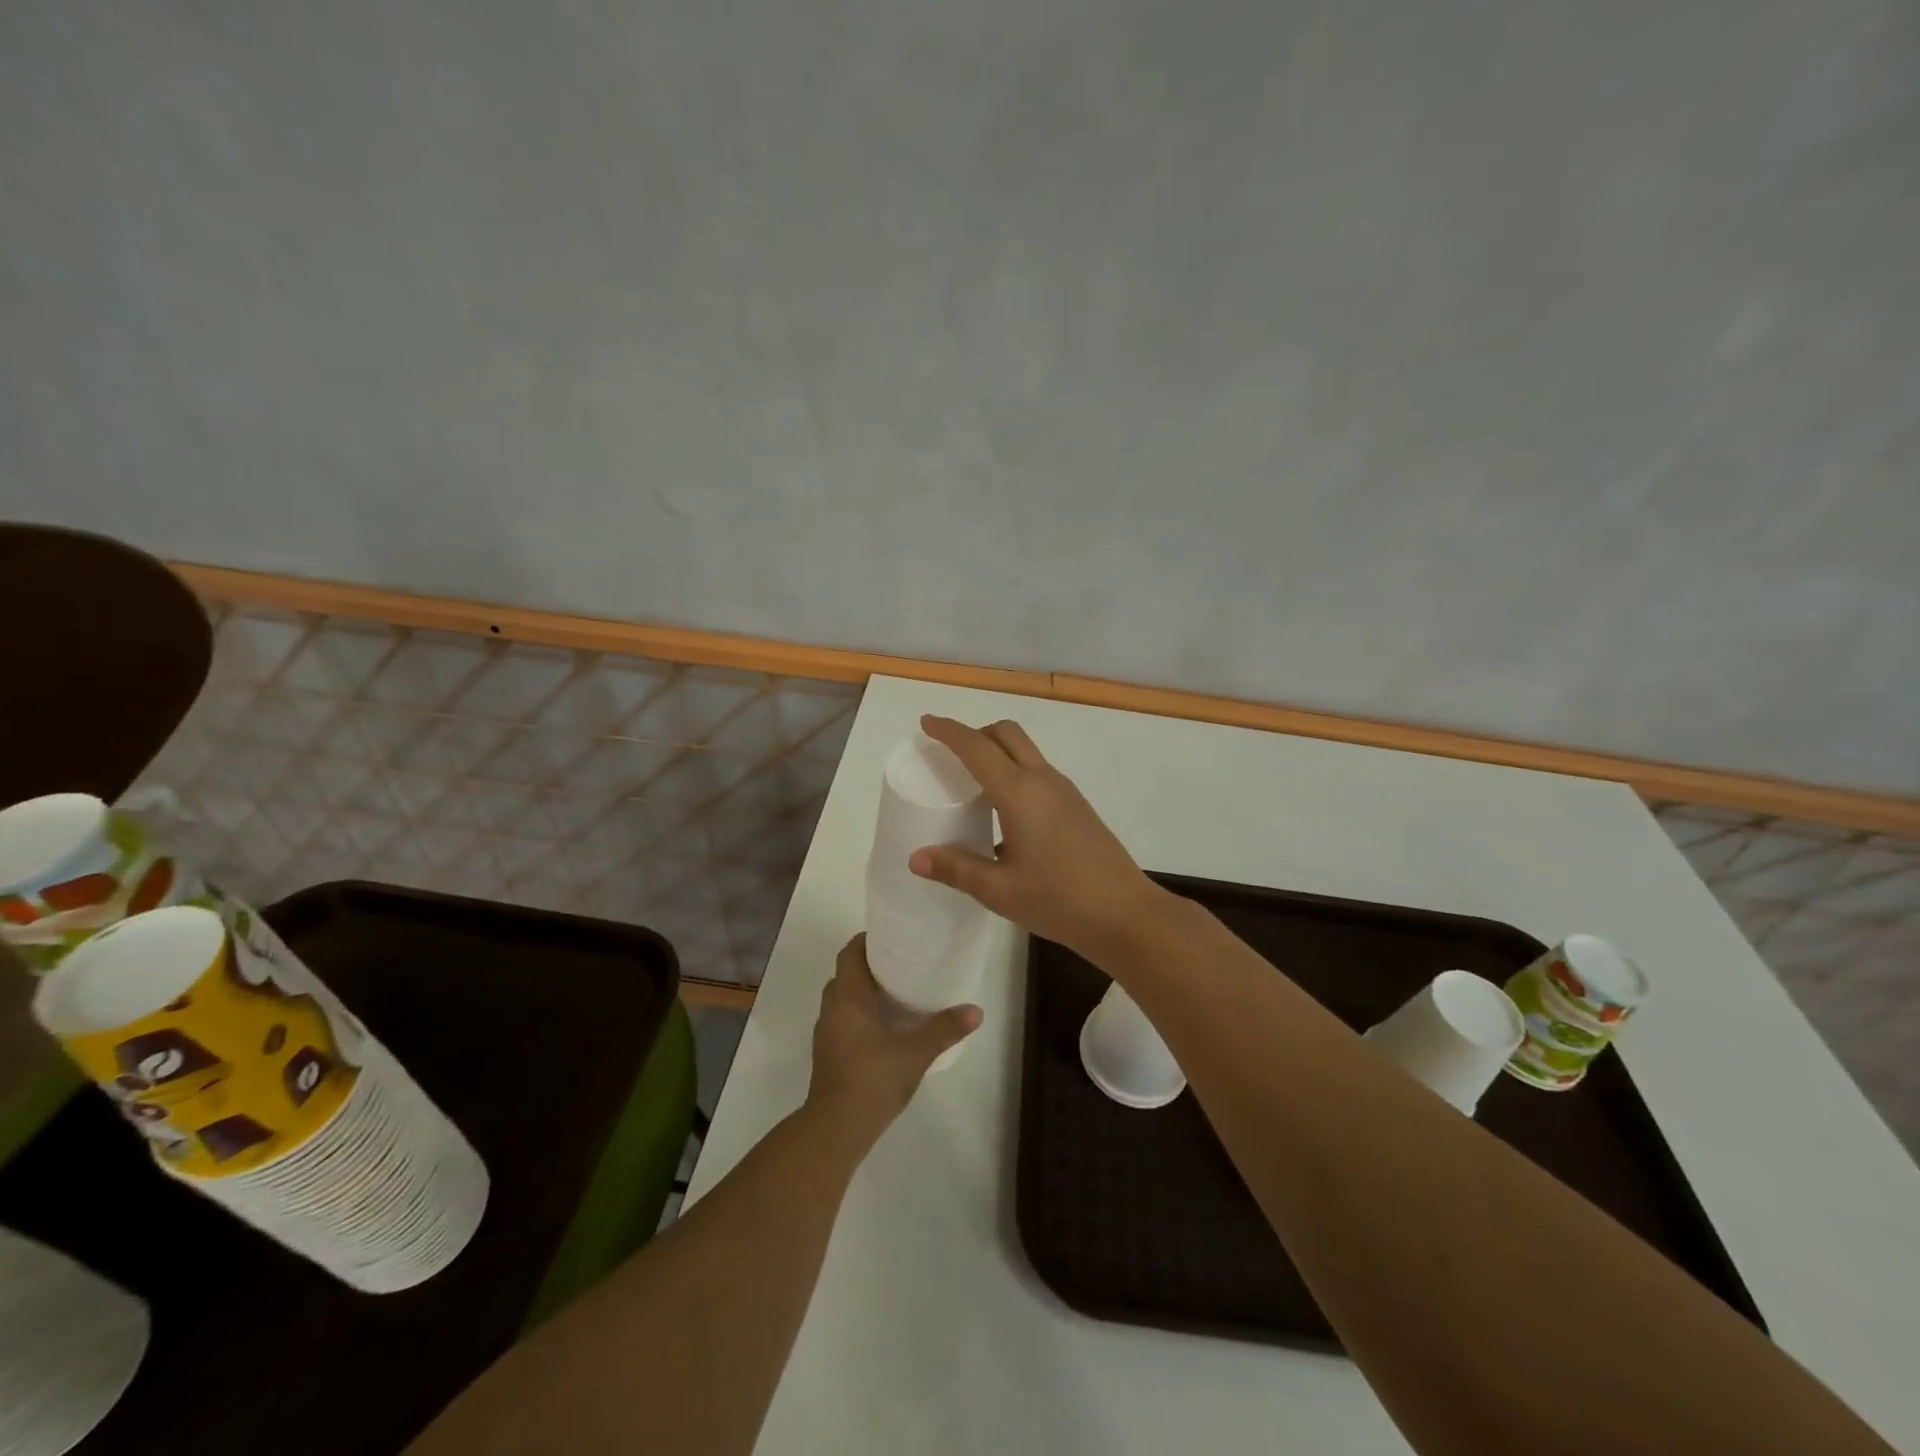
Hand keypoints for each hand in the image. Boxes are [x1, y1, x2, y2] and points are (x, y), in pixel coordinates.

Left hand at [807, 935, 980, 1145]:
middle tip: (900, 964)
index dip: (866, 941)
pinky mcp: (828, 1055)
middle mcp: (832, 1009)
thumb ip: (944, 1029)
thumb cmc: (873, 1079)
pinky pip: (842, 1021)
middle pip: (845, 974)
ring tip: (894, 994)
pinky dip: (858, 1015)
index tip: (891, 938)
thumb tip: (976, 1010)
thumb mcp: (916, 1052)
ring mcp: (826, 1034)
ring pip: (841, 999)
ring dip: (862, 992)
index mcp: (848, 997)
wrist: (837, 1128)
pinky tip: (883, 1028)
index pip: (850, 953)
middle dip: (868, 966)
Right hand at [911, 715, 1162, 962]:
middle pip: (1006, 734)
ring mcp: (1065, 791)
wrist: (1126, 914)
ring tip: (972, 782)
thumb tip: (916, 857)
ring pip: (1025, 751)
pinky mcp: (1077, 806)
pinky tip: (1004, 812)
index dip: (949, 731)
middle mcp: (1043, 780)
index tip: (926, 723)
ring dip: (997, 751)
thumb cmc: (1059, 900)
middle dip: (975, 733)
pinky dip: (1014, 771)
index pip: (977, 747)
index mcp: (1019, 793)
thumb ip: (956, 868)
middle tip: (949, 754)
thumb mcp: (999, 890)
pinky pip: (1038, 772)